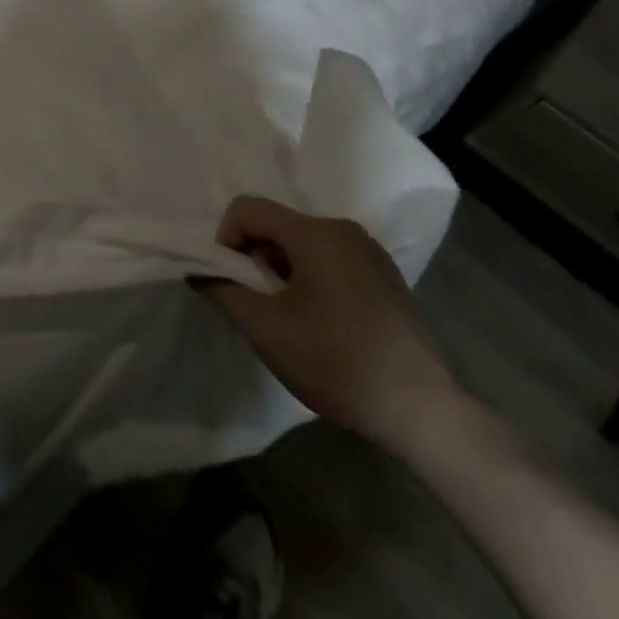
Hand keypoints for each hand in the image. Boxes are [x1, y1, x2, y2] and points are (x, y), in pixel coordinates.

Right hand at [197, 195, 459, 454]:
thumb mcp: (264, 328)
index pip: (247, 209)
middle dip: (253, 258)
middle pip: (276, 225)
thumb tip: (198, 270)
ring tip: (286, 317)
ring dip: (280, 270)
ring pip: (302, 244)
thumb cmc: (334, 361)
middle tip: (255, 304)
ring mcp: (369, 252)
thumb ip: (222, 289)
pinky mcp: (385, 277)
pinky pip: (329, 260)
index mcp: (315, 233)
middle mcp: (344, 230)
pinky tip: (319, 322)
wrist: (420, 410)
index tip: (229, 282)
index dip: (225, 239)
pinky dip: (309, 279)